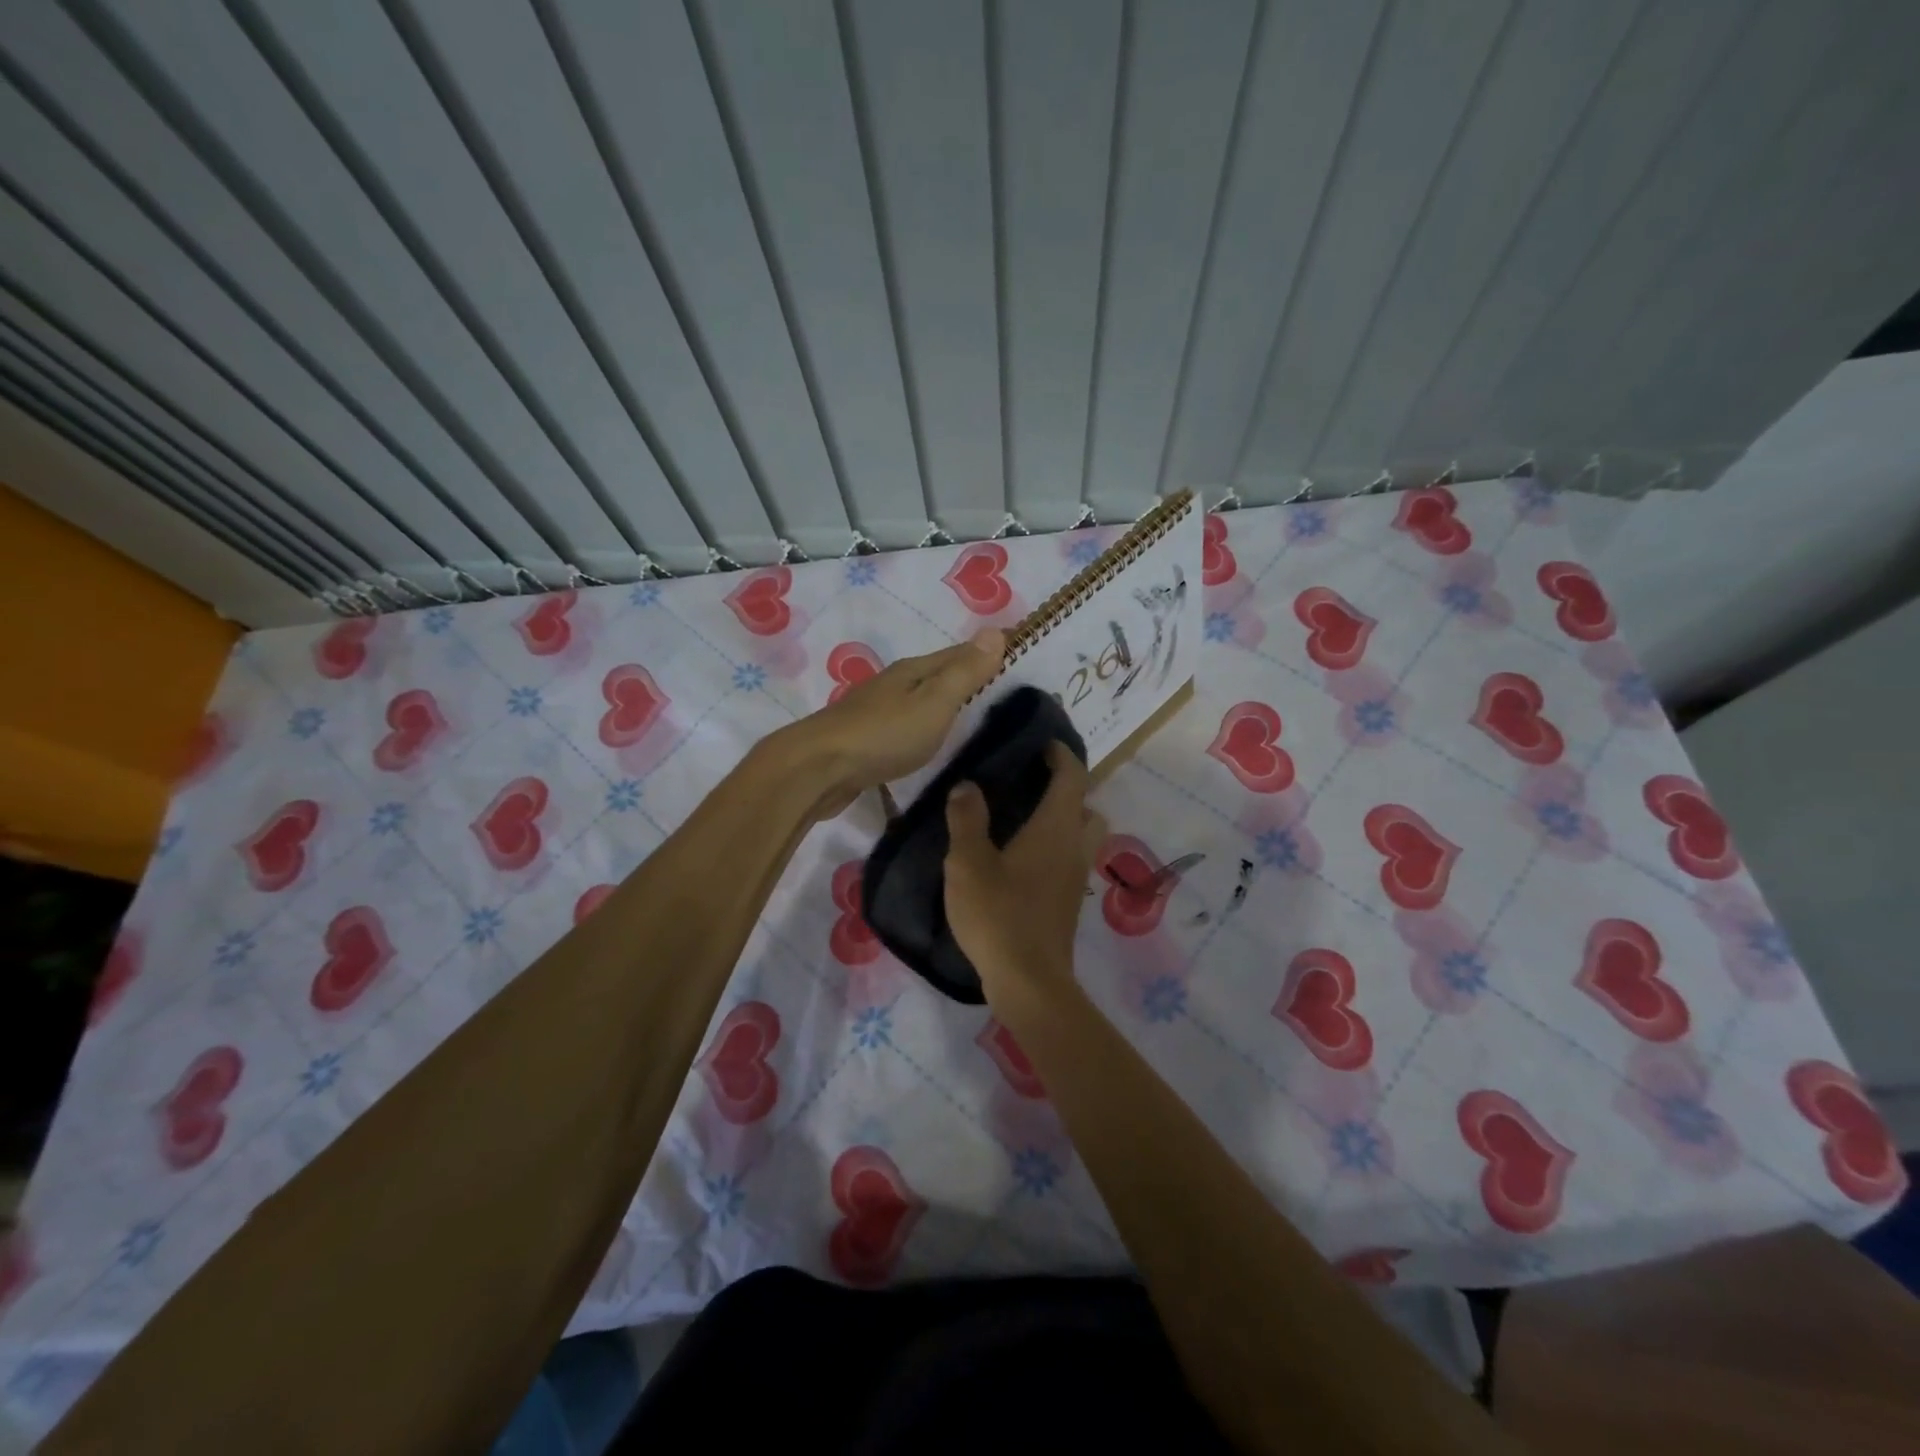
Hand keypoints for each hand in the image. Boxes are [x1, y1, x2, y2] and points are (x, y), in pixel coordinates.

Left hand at [777, 629, 1004, 820]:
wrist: (819, 769)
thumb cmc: (884, 734)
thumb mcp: (934, 702)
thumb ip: (964, 673)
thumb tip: (995, 631)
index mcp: (912, 671)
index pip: (959, 653)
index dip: (988, 650)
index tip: (1017, 646)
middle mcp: (893, 685)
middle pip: (937, 674)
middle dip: (966, 674)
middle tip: (1001, 682)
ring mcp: (875, 712)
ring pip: (918, 700)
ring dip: (942, 701)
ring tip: (969, 712)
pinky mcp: (864, 741)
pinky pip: (904, 725)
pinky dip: (923, 726)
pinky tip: (926, 740)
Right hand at [944, 741, 1106, 999]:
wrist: (1028, 981)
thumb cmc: (998, 915)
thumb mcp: (968, 863)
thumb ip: (967, 820)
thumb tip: (968, 785)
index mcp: (1056, 828)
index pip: (1072, 776)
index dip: (1061, 754)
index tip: (1042, 743)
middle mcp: (1075, 847)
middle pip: (1086, 806)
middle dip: (1068, 789)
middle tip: (1033, 784)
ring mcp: (1076, 877)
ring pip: (1083, 835)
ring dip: (1064, 820)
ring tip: (1025, 819)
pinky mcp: (1068, 901)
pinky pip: (1071, 858)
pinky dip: (1056, 846)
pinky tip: (1021, 858)